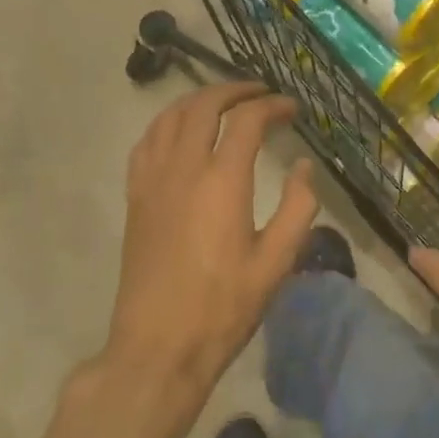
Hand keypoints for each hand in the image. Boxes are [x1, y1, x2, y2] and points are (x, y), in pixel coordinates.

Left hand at [105, 83, 319, 395]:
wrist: (158, 347)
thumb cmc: (223, 308)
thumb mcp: (276, 263)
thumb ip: (297, 208)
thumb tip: (303, 166)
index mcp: (222, 181)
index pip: (247, 119)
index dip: (271, 105)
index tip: (291, 109)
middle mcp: (184, 168)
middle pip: (204, 105)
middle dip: (235, 90)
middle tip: (259, 93)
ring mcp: (153, 179)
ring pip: (170, 116)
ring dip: (198, 99)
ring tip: (222, 102)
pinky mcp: (135, 196)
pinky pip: (147, 141)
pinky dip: (167, 122)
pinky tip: (180, 131)